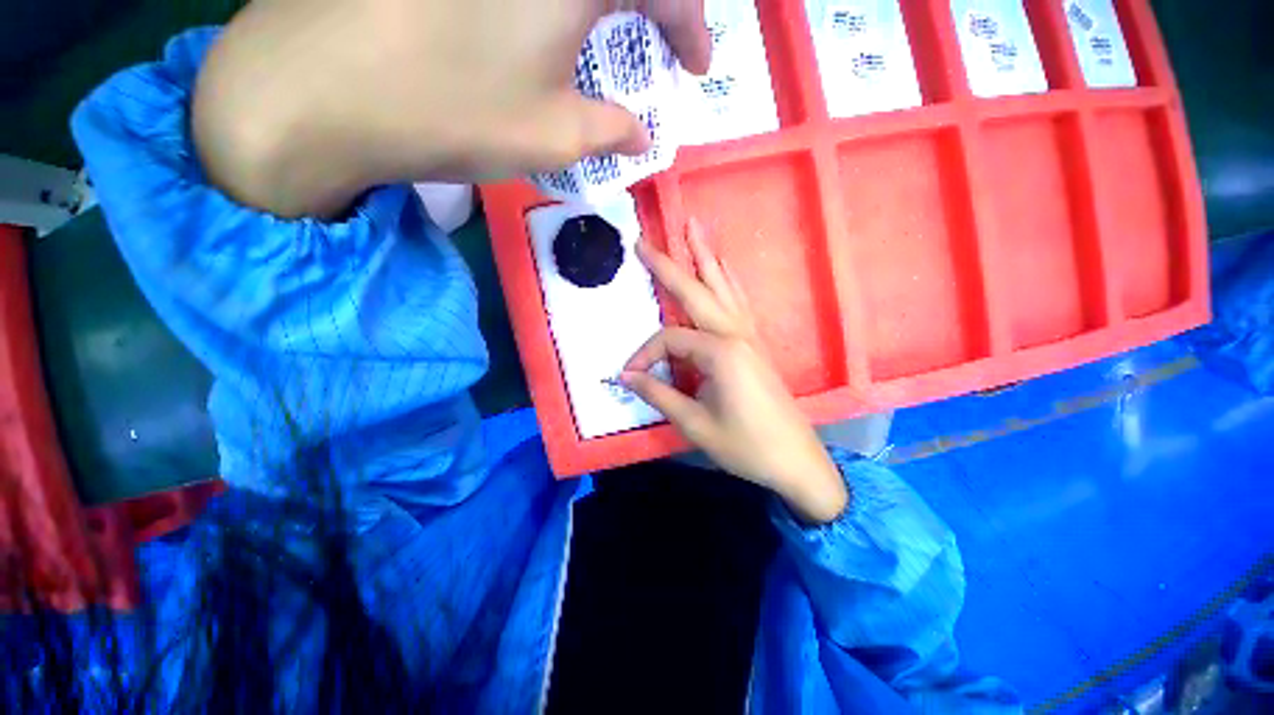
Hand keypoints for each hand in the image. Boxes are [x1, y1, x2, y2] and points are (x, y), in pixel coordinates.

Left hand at [192, 0, 710, 217]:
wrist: (315, 89)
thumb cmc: (450, 112)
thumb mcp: (551, 136)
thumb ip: (610, 131)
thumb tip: (640, 134)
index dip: (691, 27)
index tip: (698, 68)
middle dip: (658, 2)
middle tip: (663, 38)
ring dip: (607, 1)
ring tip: (615, 29)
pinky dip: (557, 2)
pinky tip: (550, 20)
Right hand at [622, 222, 848, 524]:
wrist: (795, 461)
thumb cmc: (745, 446)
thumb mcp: (695, 424)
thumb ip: (658, 395)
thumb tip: (626, 376)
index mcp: (720, 352)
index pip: (669, 340)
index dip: (645, 355)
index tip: (630, 375)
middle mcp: (735, 334)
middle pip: (696, 291)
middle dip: (669, 265)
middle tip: (646, 241)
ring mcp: (750, 335)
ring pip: (723, 287)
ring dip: (706, 258)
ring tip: (694, 229)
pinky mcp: (756, 343)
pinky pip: (739, 301)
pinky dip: (728, 280)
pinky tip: (723, 269)